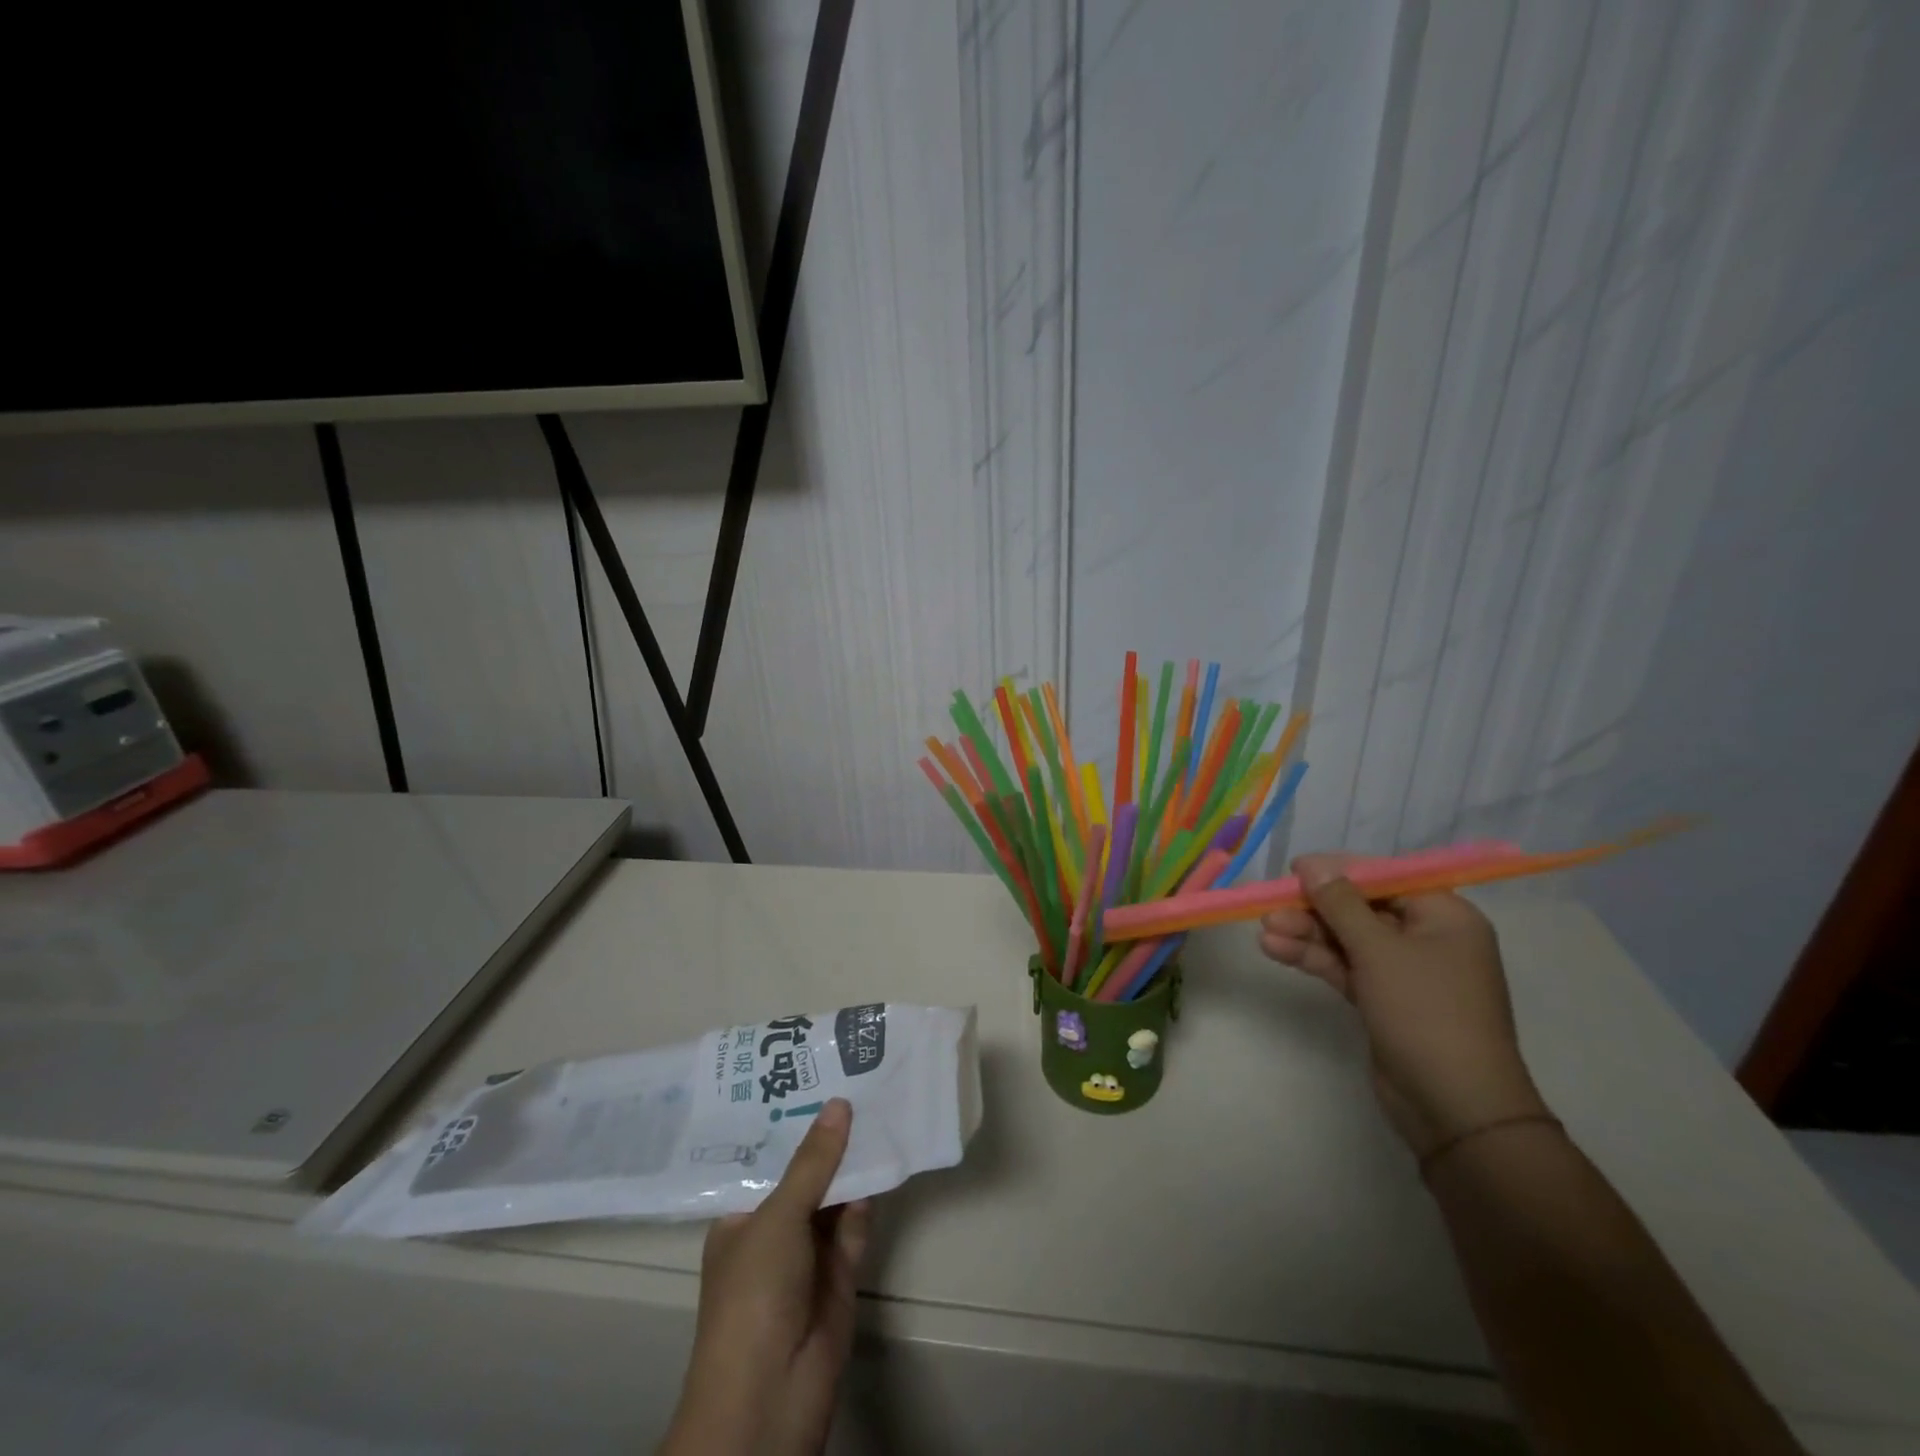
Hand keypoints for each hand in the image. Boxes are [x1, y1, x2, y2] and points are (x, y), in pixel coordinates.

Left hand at [661, 1098, 871, 1455]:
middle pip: (806, 1175)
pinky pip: (855, 1225)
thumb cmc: (754, 1293)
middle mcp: (774, 1231)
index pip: (766, 1160)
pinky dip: (868, 1197)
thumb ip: (813, 1163)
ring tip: (876, 1107)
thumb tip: (839, 1105)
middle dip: (828, 1139)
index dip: (790, 1124)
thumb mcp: (778, 1217)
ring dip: (852, 1163)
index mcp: (741, 1217)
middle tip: (854, 1082)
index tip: (814, 1078)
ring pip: (834, 1197)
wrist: (771, 1395)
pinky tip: (884, 1159)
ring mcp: (808, 1254)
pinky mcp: (840, 1273)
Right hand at [1258, 855, 1548, 1156]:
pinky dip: (1314, 959)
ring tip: (1263, 931)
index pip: (1386, 878)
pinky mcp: (1384, 1001)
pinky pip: (1345, 967)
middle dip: (1314, 908)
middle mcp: (1427, 938)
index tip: (1294, 869)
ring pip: (1347, 940)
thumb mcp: (1379, 950)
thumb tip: (1312, 865)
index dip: (1339, 871)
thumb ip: (1341, 904)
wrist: (1455, 1107)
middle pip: (1361, 909)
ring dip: (1306, 934)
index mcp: (1445, 917)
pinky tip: (1275, 950)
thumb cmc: (1427, 1013)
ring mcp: (1404, 972)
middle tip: (1269, 905)